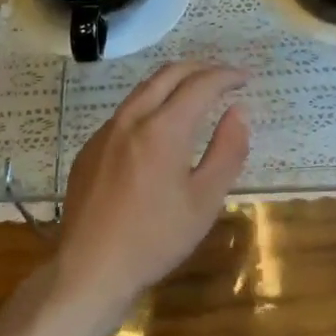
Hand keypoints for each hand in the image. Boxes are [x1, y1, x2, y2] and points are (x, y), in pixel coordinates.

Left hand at [55, 62, 249, 311]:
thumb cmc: (155, 238)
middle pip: (168, 74)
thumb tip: (239, 111)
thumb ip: (227, 151)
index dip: (226, 76)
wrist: (90, 268)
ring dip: (174, 82)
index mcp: (163, 128)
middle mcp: (131, 118)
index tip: (245, 77)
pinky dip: (151, 104)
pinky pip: (125, 112)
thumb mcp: (204, 201)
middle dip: (201, 68)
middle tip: (224, 76)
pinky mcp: (90, 148)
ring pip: (143, 89)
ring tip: (196, 92)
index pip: (200, 84)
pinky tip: (159, 127)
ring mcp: (105, 131)